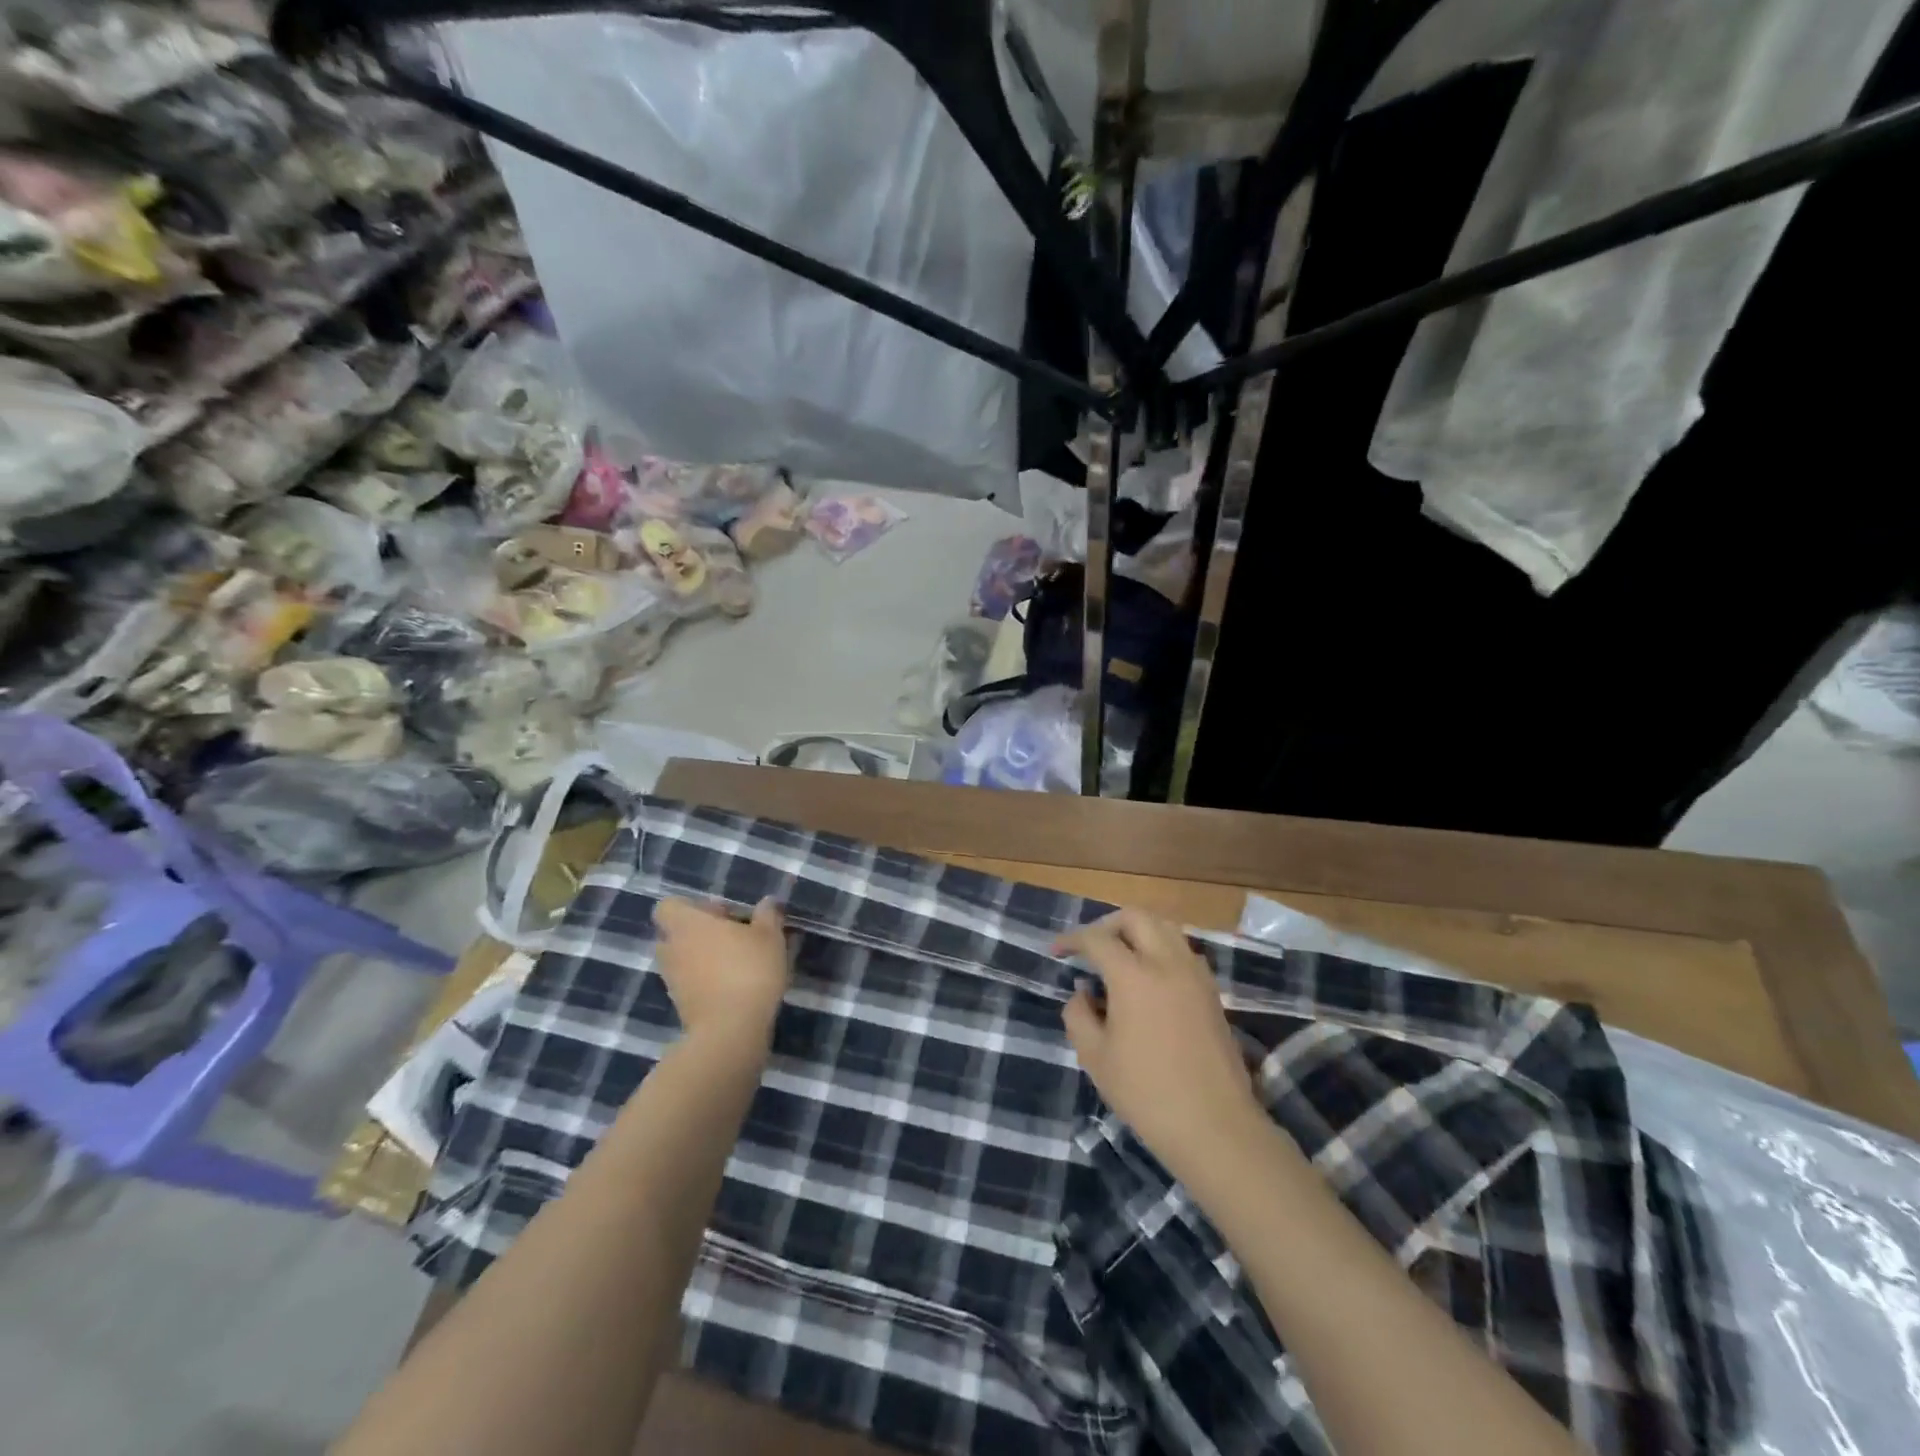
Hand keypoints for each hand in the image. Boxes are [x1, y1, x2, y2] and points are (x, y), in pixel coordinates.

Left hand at [652, 898, 789, 1048]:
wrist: (731, 1030)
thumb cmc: (749, 969)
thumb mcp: (770, 936)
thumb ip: (767, 915)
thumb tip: (766, 902)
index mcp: (687, 924)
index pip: (668, 906)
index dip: (692, 906)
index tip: (721, 914)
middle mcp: (672, 948)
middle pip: (676, 932)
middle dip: (701, 932)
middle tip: (734, 936)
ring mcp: (673, 979)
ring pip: (683, 959)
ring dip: (703, 958)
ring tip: (738, 962)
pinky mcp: (681, 1005)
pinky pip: (690, 983)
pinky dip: (706, 981)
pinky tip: (736, 985)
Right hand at [1056, 909, 1265, 1184]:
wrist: (1214, 1126)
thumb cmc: (1146, 1094)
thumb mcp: (1095, 1058)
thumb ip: (1079, 1015)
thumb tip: (1082, 992)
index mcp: (1134, 976)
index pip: (1097, 938)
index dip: (1072, 939)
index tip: (1056, 951)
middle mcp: (1167, 963)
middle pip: (1136, 918)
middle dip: (1107, 924)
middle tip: (1089, 948)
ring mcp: (1195, 975)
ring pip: (1165, 928)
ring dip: (1137, 932)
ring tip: (1119, 958)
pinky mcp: (1212, 992)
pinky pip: (1182, 950)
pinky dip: (1160, 949)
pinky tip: (1148, 979)